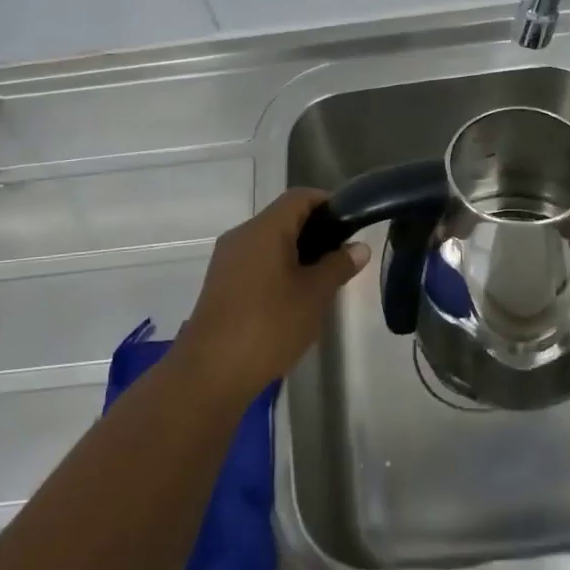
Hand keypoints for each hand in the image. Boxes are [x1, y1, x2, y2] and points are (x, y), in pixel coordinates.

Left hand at [177, 188, 369, 401]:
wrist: (211, 372)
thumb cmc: (269, 325)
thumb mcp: (314, 295)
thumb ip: (338, 266)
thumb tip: (359, 247)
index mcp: (264, 229)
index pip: (300, 197)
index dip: (328, 203)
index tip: (351, 224)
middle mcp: (241, 235)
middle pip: (283, 217)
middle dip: (315, 231)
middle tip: (342, 256)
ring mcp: (227, 260)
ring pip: (268, 241)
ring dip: (297, 252)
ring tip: (323, 278)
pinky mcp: (221, 283)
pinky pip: (255, 261)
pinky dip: (278, 268)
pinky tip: (294, 296)